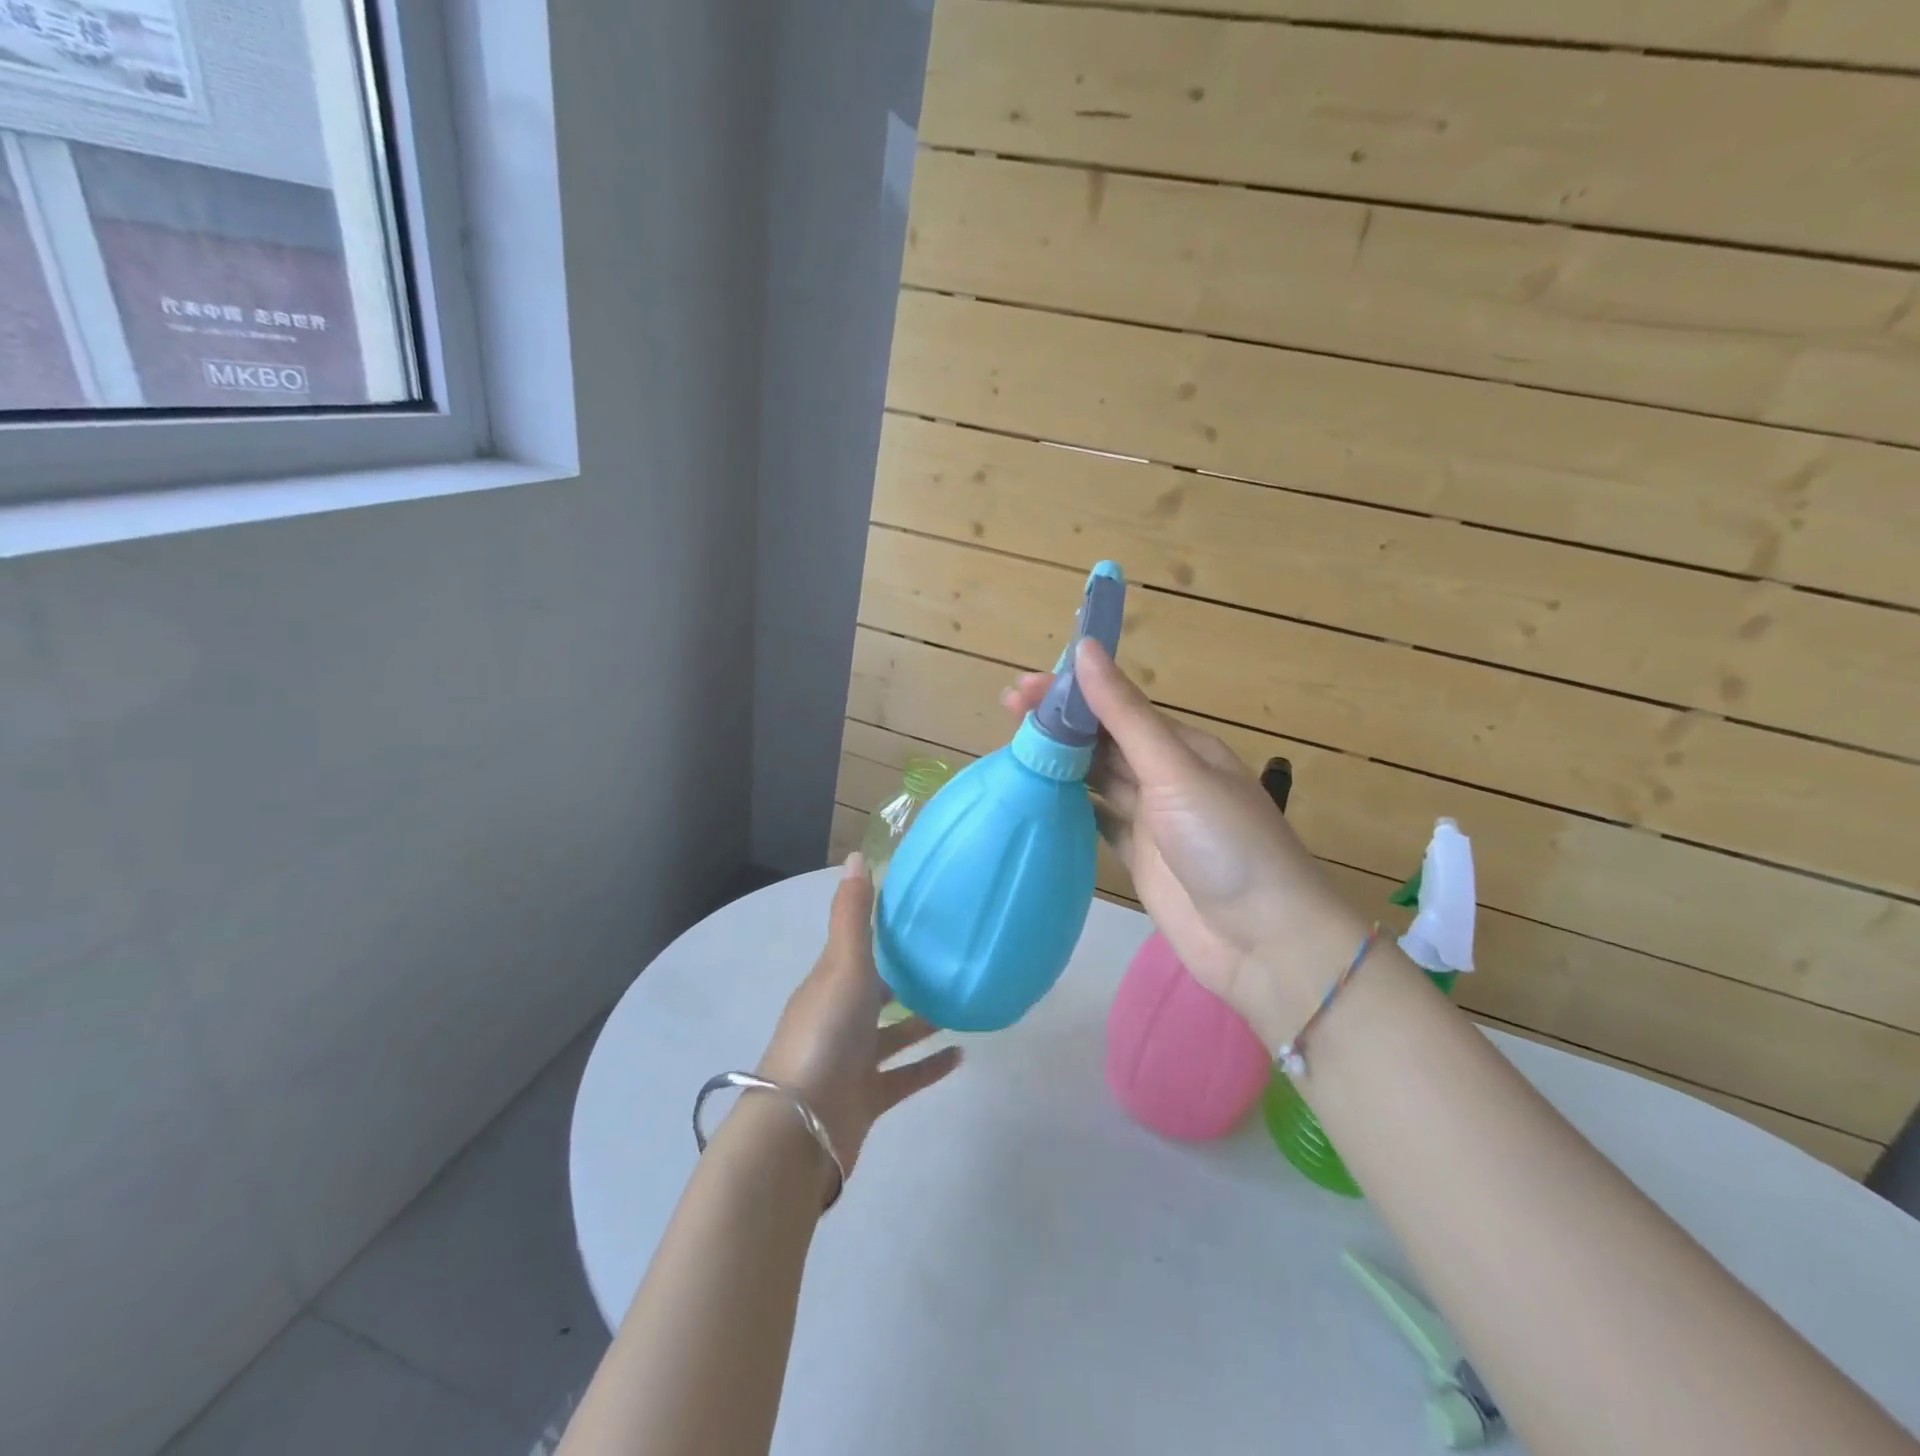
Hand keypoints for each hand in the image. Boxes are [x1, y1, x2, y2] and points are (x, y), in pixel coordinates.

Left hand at [755, 853, 962, 1179]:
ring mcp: (853, 1059)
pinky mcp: (868, 1097)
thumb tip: (855, 855)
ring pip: (894, 1034)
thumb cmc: (825, 1033)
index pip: (857, 948)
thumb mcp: (842, 965)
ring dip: (922, 1020)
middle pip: (876, 991)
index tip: (919, 916)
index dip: (883, 932)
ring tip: (961, 1003)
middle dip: (906, 976)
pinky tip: (960, 1055)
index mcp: (831, 982)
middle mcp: (840, 1017)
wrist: (802, 1126)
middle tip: (950, 959)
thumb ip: (853, 915)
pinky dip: (929, 1066)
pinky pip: (905, 1077)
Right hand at [1003, 641, 1366, 1034]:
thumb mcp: (1174, 770)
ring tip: (1013, 747)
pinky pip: (1099, 821)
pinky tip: (1040, 798)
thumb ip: (1125, 715)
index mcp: (1181, 746)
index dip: (1071, 693)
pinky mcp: (1139, 858)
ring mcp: (1152, 820)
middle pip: (1103, 740)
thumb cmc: (1225, 843)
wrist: (1263, 942)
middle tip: (1007, 710)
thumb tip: (1085, 649)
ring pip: (1098, 778)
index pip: (1116, 707)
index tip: (1022, 688)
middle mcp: (1165, 776)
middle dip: (1060, 722)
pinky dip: (1072, 807)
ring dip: (1061, 761)